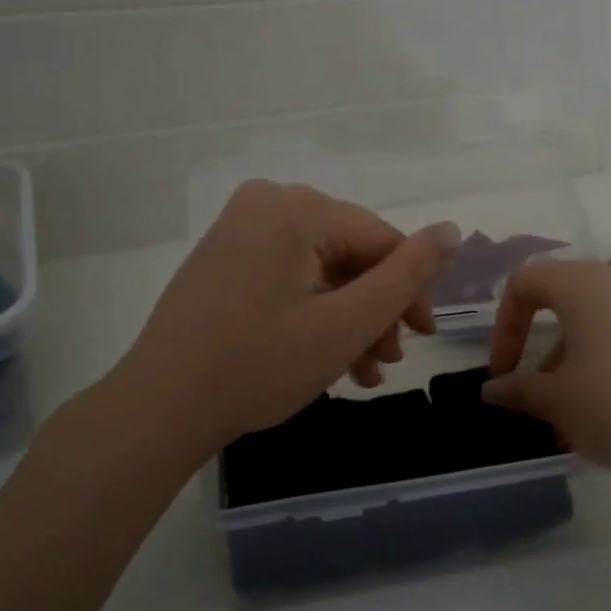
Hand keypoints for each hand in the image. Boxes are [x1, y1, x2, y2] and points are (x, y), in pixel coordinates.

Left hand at [109, 181, 459, 453]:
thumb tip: (452, 229)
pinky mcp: (225, 257)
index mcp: (296, 207)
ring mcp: (240, 229)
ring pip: (323, 269)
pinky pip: (290, 275)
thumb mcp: (346, 323)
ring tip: (362, 372)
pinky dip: (314, 312)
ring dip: (349, 319)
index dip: (411, 289)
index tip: (422, 338)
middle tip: (387, 362)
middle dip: (376, 311)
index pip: (381, 239)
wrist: (159, 407)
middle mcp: (267, 203)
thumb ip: (406, 275)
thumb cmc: (259, 365)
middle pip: (351, 254)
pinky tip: (328, 357)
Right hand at [481, 260, 610, 486]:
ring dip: (574, 366)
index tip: (503, 371)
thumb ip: (519, 389)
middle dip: (542, 351)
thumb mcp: (557, 400)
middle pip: (564, 304)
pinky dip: (608, 370)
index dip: (503, 325)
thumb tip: (492, 389)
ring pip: (598, 327)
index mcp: (583, 284)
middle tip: (538, 397)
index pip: (525, 281)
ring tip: (572, 421)